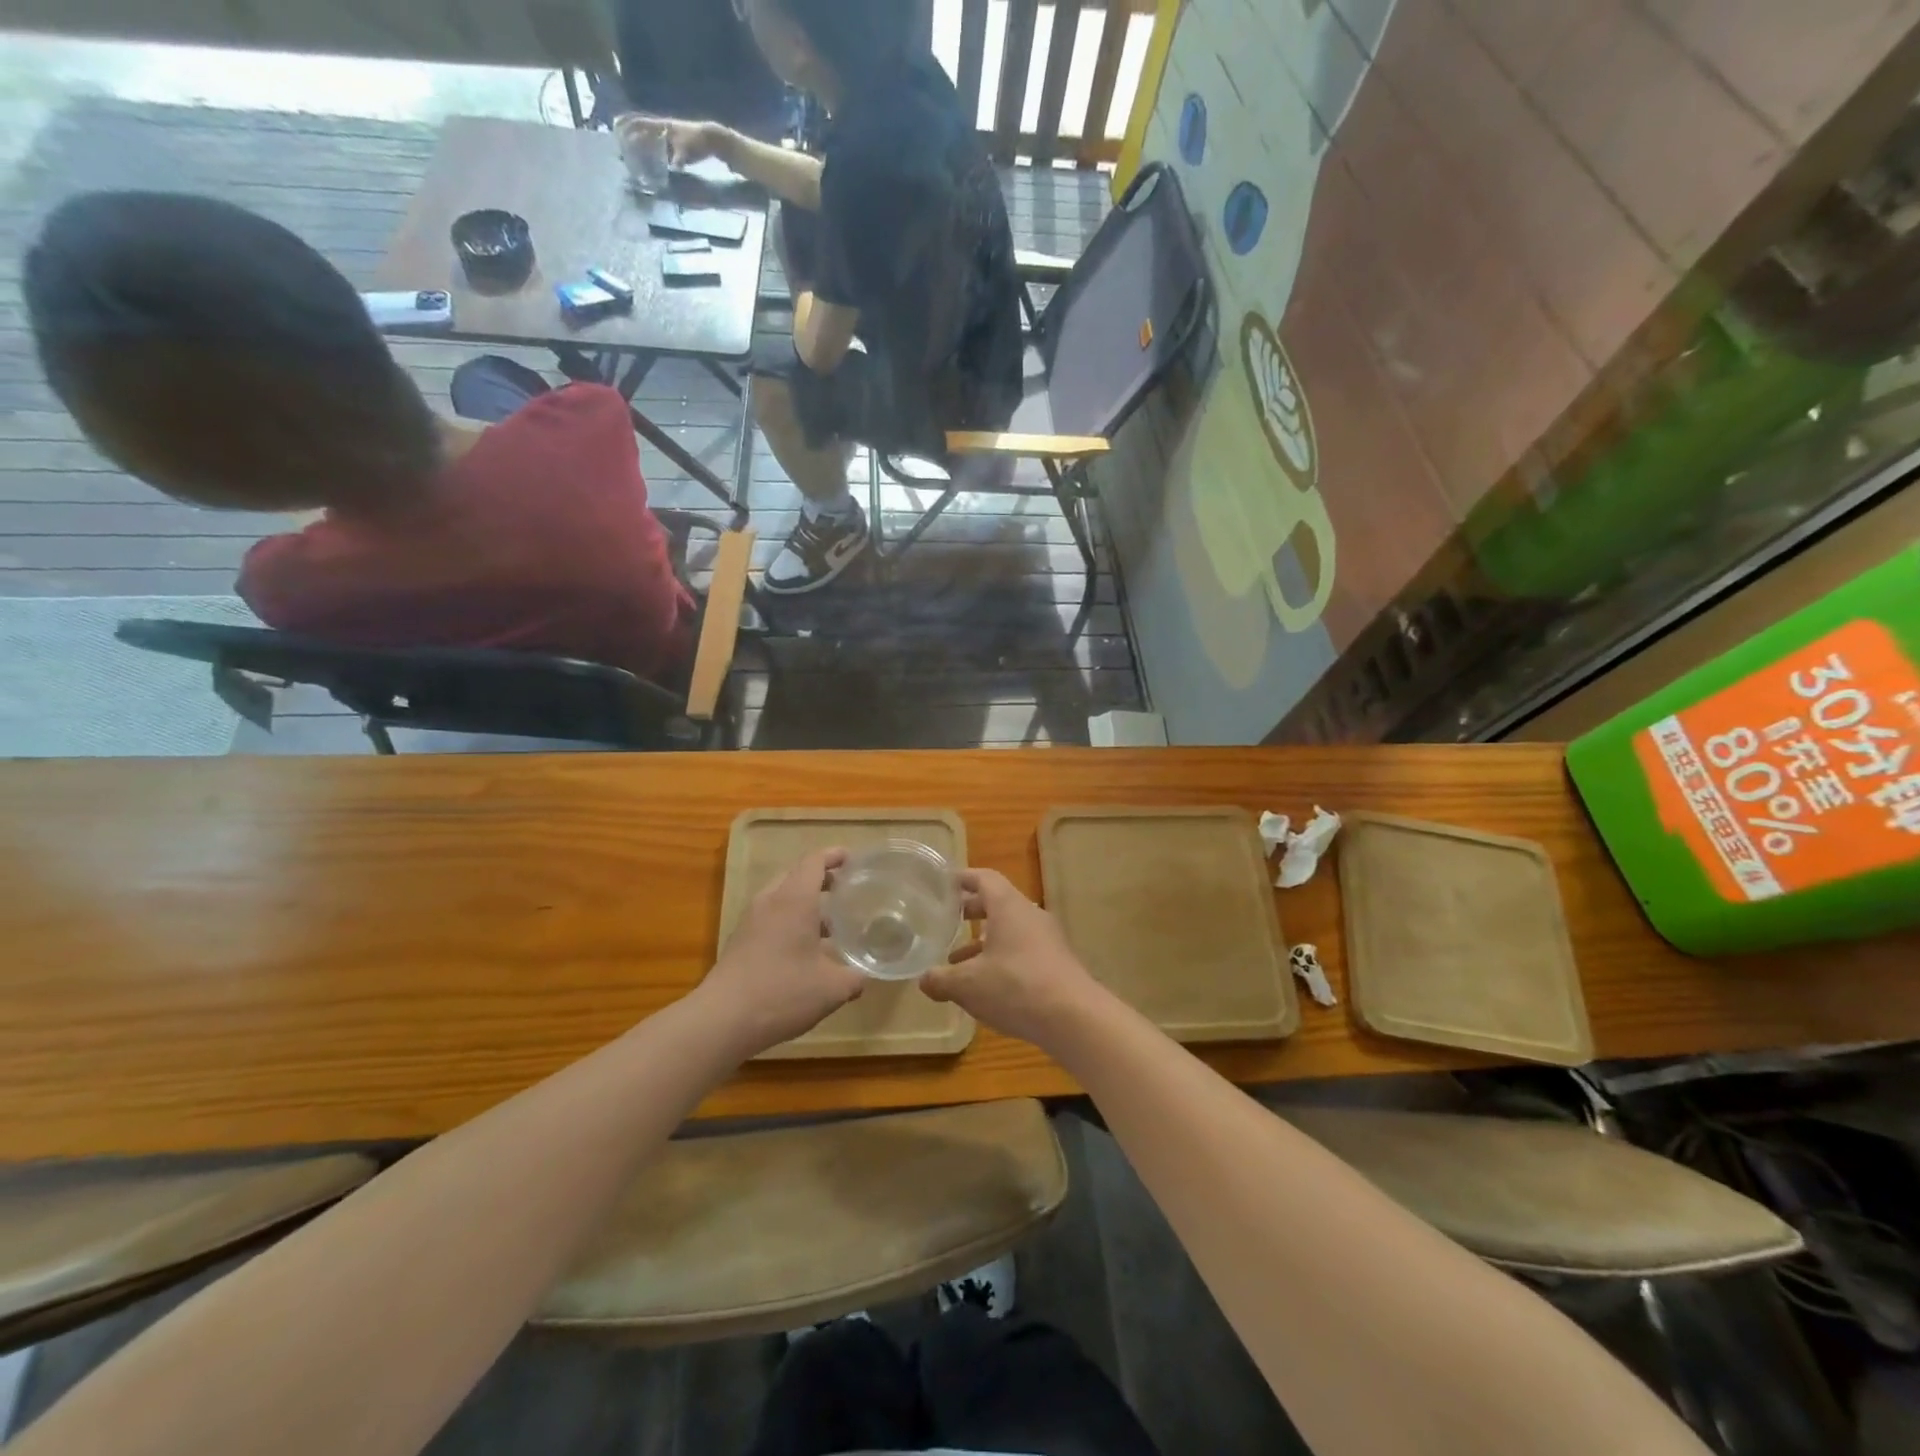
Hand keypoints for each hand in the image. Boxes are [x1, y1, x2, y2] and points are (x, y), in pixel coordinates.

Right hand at [616, 114, 729, 167]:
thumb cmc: (698, 142)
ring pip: (648, 138)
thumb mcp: (687, 151)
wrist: (712, 139)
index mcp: (662, 126)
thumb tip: (673, 168)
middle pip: (640, 129)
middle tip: (617, 143)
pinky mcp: (673, 145)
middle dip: (628, 134)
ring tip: (628, 153)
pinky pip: (657, 146)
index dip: (627, 125)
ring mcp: (667, 136)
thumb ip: (679, 159)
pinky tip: (646, 160)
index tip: (615, 128)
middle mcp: (662, 129)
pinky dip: (650, 150)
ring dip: (638, 143)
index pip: (639, 122)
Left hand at [698, 848, 864, 1058]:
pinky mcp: (740, 941)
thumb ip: (854, 978)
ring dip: (804, 902)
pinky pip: (770, 917)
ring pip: (781, 897)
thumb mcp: (832, 989)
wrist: (722, 1020)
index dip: (834, 856)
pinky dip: (789, 920)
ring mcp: (751, 921)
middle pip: (796, 875)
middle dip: (821, 878)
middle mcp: (770, 902)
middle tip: (845, 890)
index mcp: (795, 900)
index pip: (814, 862)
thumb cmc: (783, 993)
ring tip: (829, 924)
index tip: (852, 859)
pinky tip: (803, 950)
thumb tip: (863, 978)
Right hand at [922, 870, 1104, 1048]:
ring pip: (1010, 929)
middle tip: (947, 920)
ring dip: (984, 940)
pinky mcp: (1056, 963)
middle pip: (998, 903)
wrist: (1074, 1018)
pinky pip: (1023, 950)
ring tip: (958, 960)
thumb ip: (941, 979)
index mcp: (1008, 906)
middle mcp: (1030, 915)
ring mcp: (1047, 939)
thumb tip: (924, 980)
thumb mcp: (967, 985)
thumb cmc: (1016, 987)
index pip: (984, 878)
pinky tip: (987, 985)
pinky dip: (1001, 958)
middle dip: (971, 910)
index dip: (963, 878)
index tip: (944, 883)